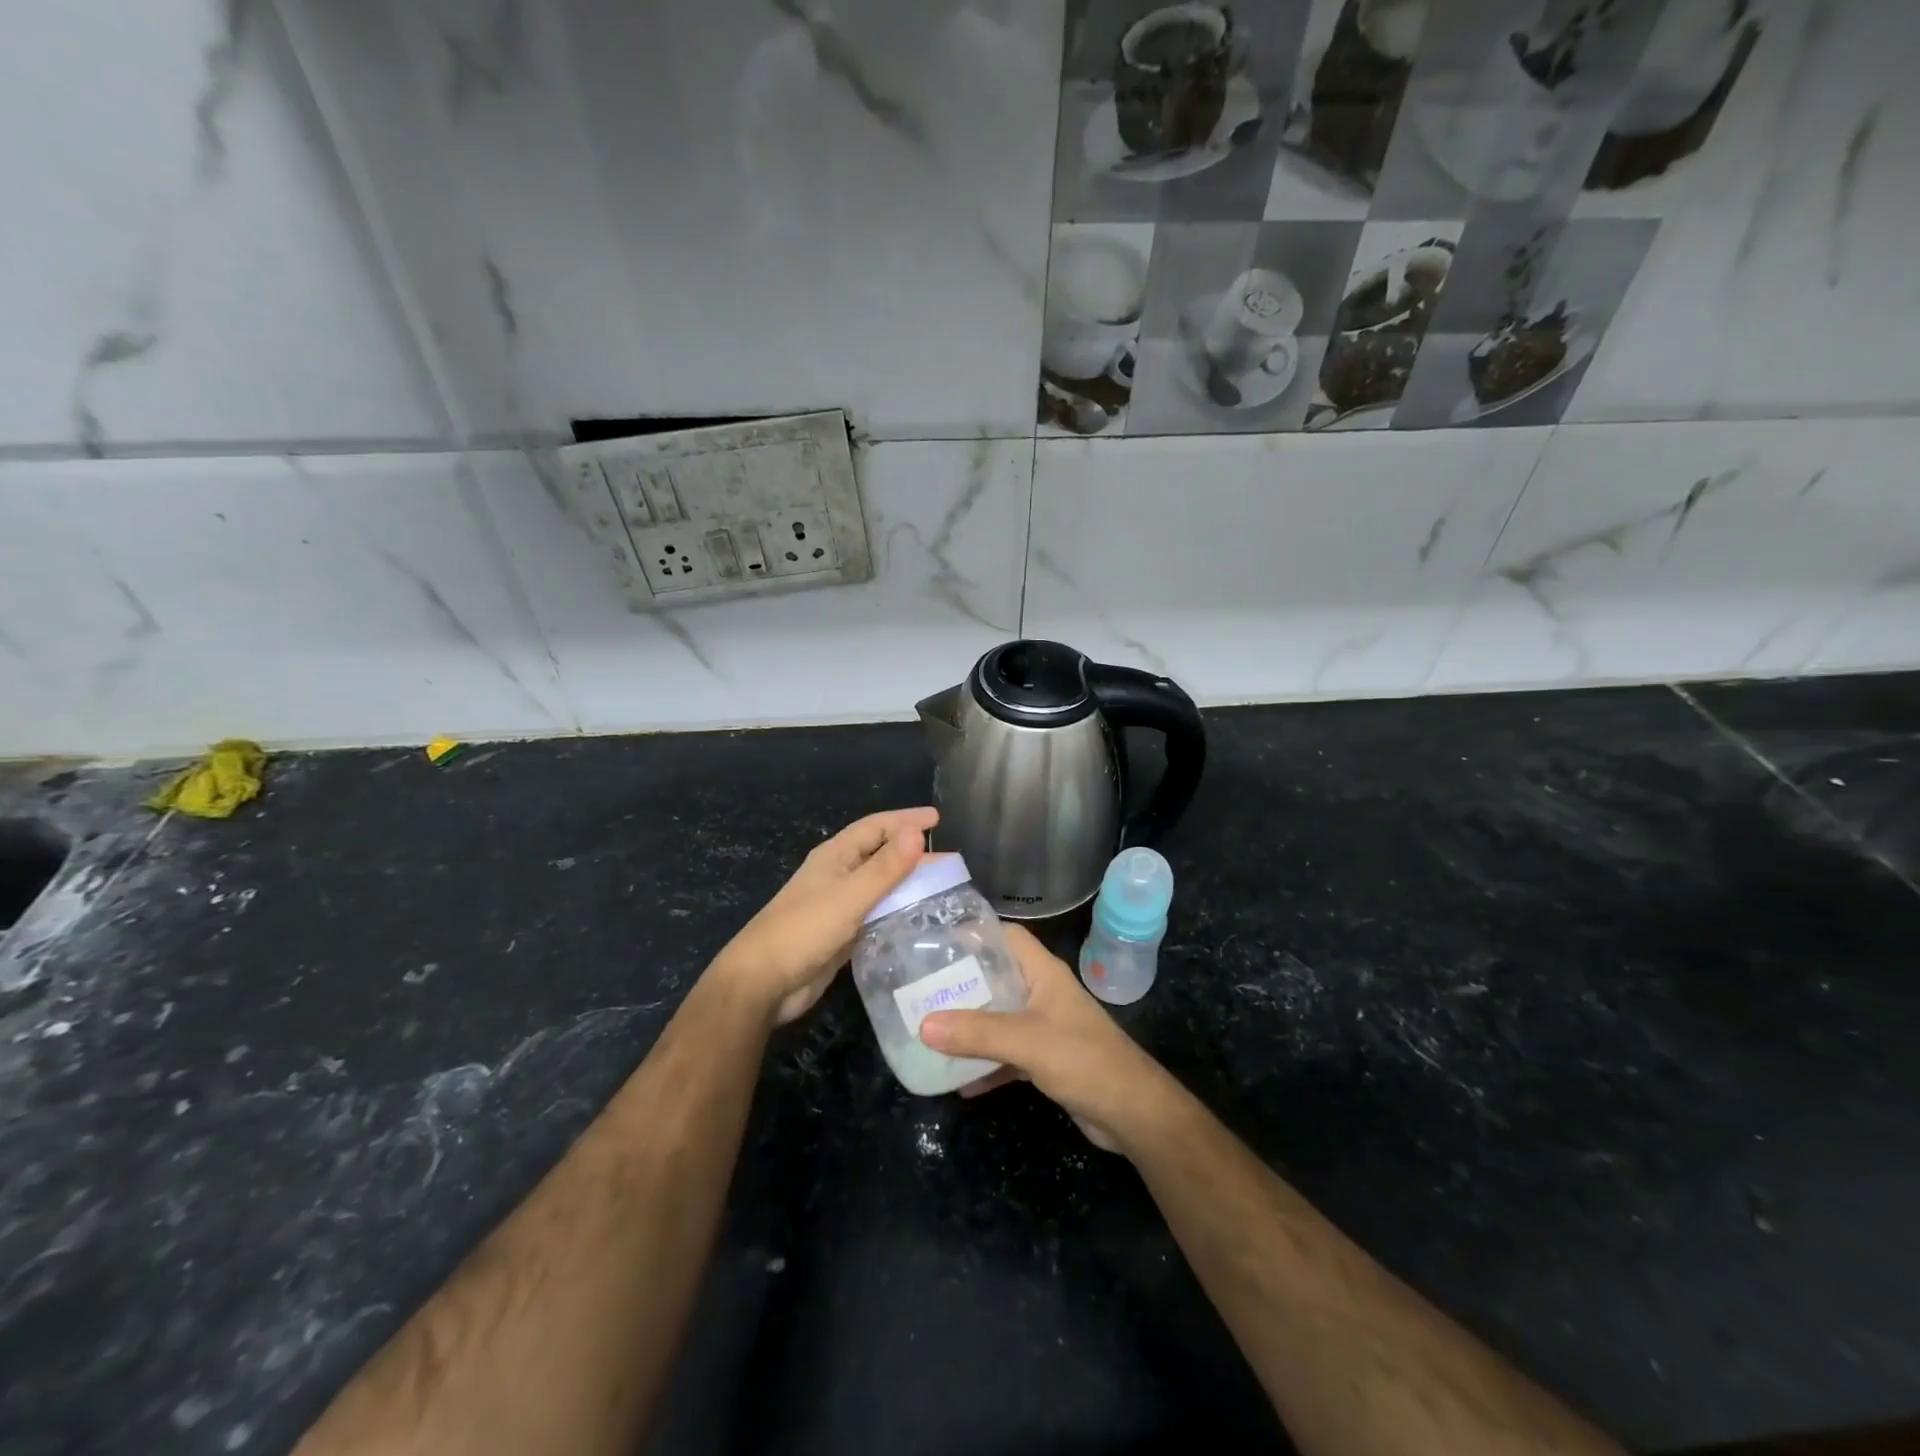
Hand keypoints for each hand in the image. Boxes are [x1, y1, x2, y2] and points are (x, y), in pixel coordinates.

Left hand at [711, 807, 937, 1025]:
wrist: (764, 982)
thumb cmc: (805, 930)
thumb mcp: (850, 896)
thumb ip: (885, 867)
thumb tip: (917, 832)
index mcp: (836, 856)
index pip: (876, 827)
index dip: (905, 820)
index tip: (937, 819)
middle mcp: (838, 875)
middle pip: (881, 856)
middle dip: (913, 855)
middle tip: (950, 862)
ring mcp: (839, 905)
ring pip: (881, 887)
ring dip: (908, 885)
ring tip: (943, 890)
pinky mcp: (842, 933)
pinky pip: (877, 914)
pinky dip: (898, 912)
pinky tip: (919, 921)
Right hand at [919, 924, 1180, 1151]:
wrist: (1132, 1113)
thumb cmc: (1084, 1060)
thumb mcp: (1027, 1040)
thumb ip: (977, 1033)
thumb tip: (924, 1024)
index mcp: (1043, 973)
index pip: (1007, 937)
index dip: (975, 933)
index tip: (936, 941)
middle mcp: (1042, 994)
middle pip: (997, 977)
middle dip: (962, 984)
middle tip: (921, 990)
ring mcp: (1045, 1028)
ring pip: (999, 1018)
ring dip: (970, 1027)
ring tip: (929, 1030)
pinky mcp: (1046, 1060)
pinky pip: (1006, 1055)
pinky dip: (985, 1065)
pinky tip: (957, 1081)